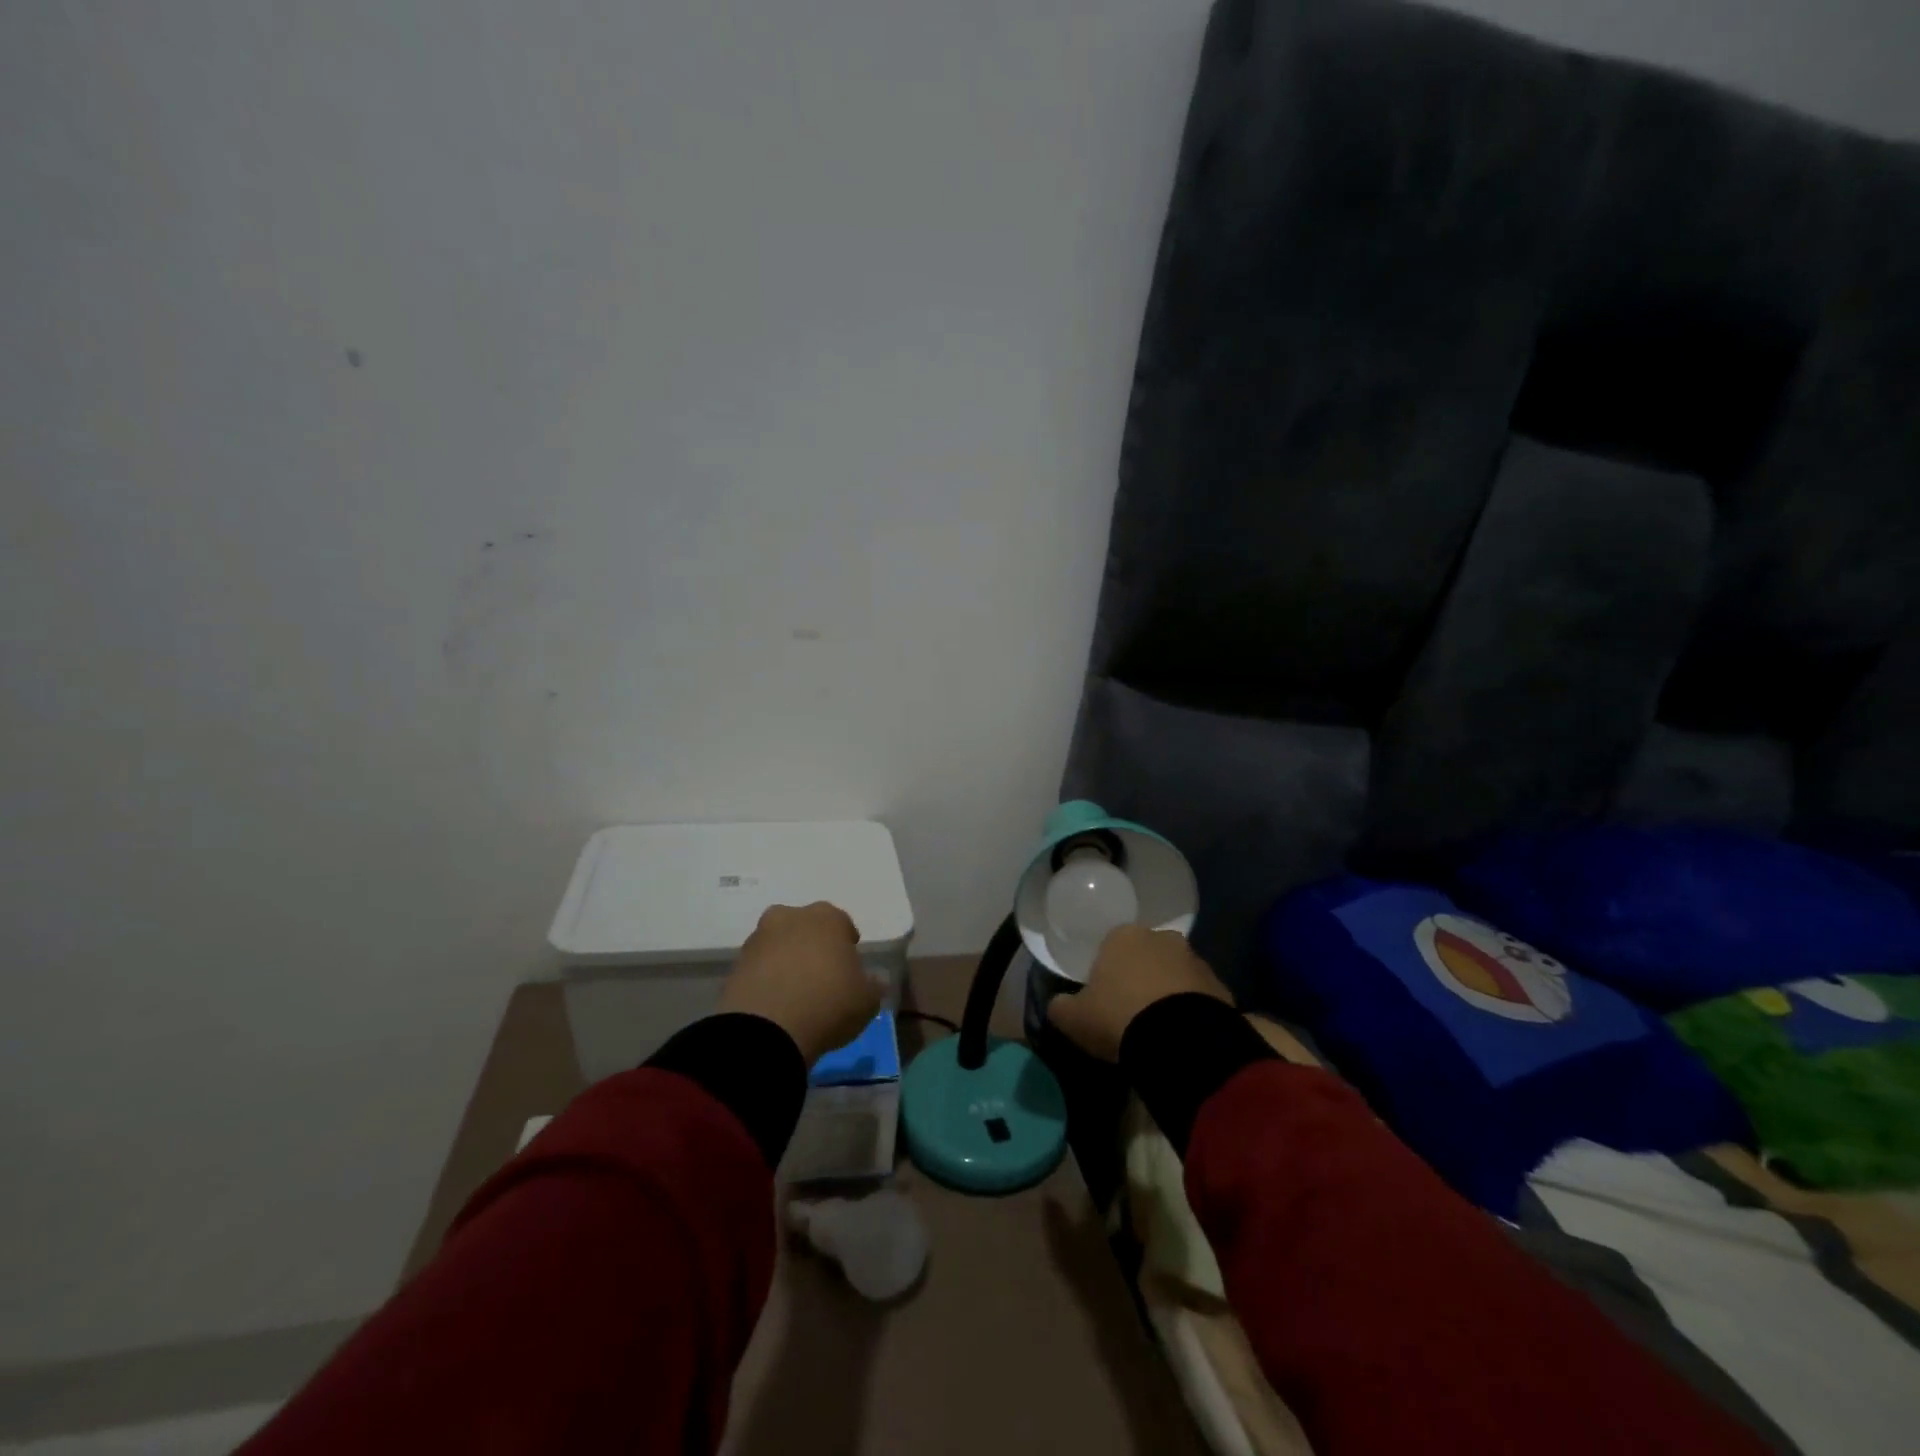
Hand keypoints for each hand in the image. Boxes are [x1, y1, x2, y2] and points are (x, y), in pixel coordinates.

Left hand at [720, 902, 879, 1063]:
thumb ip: (871, 986)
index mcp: (828, 917)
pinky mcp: (736, 963)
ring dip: (787, 960)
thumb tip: (873, 981)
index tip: (850, 970)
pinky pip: (760, 966)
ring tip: (796, 993)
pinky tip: (776, 1002)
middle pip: (807, 928)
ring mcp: (760, 938)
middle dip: (814, 946)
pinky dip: (767, 978)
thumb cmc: (828, 1004)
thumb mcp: (867, 1001)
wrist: (766, 1029)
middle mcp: (791, 917)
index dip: (847, 947)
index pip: (843, 924)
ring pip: (780, 944)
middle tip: (821, 976)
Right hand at [1046, 924, 1231, 1061]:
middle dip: (1140, 976)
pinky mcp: (1220, 986)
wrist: (1180, 1041)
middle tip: (1131, 1009)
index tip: (1104, 997)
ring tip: (1159, 1025)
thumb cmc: (1119, 1017)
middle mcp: (1161, 938)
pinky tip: (1181, 1033)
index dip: (1106, 970)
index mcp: (1123, 936)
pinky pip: (1198, 995)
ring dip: (1167, 991)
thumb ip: (1061, 1006)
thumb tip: (1058, 1004)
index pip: (1111, 945)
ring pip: (1174, 972)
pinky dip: (1190, 1009)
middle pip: (1145, 955)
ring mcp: (1195, 960)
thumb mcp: (1074, 1018)